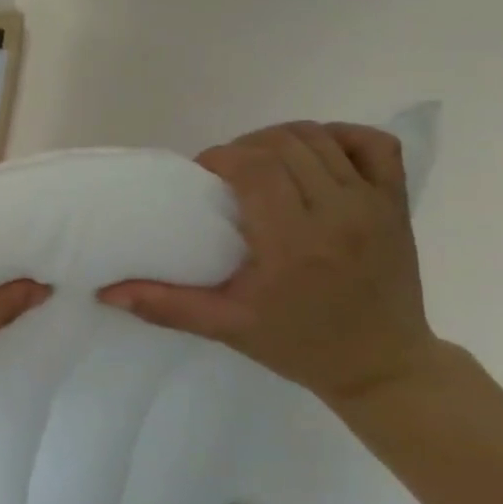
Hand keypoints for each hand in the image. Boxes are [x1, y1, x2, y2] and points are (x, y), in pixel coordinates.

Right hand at [98, 123, 441, 407]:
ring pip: (320, 137)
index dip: (220, 157)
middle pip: (283, 144)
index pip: (255, 166)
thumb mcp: (225, 327)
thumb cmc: (297, 344)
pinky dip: (340, 137)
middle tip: (225, 175)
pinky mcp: (397, 203)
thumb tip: (106, 292)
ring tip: (260, 166)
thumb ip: (165, 305)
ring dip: (280, 140)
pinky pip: (373, 144)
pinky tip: (314, 157)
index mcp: (294, 242)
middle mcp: (338, 214)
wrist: (382, 366)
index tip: (203, 176)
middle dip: (244, 148)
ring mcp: (374, 205)